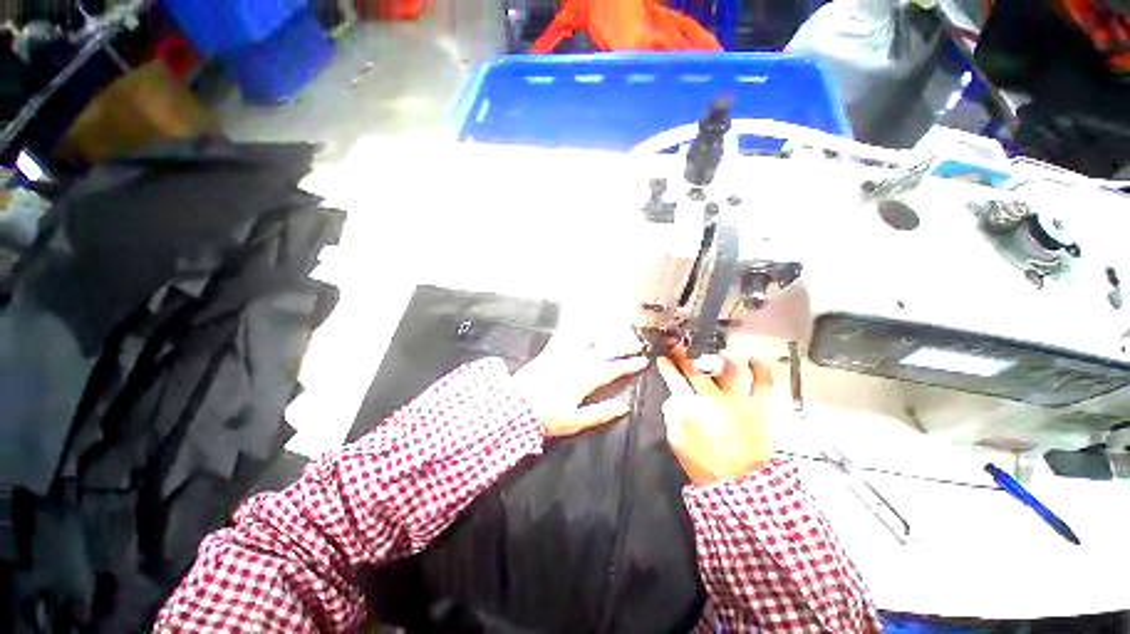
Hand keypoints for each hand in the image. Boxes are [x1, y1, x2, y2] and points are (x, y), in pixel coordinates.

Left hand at [514, 330, 647, 437]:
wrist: (514, 407)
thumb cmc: (545, 417)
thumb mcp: (575, 422)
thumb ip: (600, 413)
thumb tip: (623, 407)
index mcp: (584, 380)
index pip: (612, 369)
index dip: (629, 364)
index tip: (642, 360)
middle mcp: (576, 363)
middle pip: (604, 351)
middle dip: (622, 345)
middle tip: (636, 343)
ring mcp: (562, 355)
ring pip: (588, 340)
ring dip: (603, 335)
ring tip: (614, 330)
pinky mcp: (549, 353)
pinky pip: (564, 337)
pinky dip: (574, 329)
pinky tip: (580, 323)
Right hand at [657, 345, 773, 485]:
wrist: (739, 484)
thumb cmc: (704, 464)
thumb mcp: (677, 441)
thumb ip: (672, 416)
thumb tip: (674, 398)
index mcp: (691, 407)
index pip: (674, 380)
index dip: (667, 367)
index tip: (663, 359)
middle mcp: (712, 398)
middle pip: (696, 369)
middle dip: (685, 356)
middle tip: (680, 348)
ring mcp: (737, 399)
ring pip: (727, 369)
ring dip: (718, 360)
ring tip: (714, 357)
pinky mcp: (758, 406)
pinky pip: (762, 382)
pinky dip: (760, 369)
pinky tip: (754, 360)